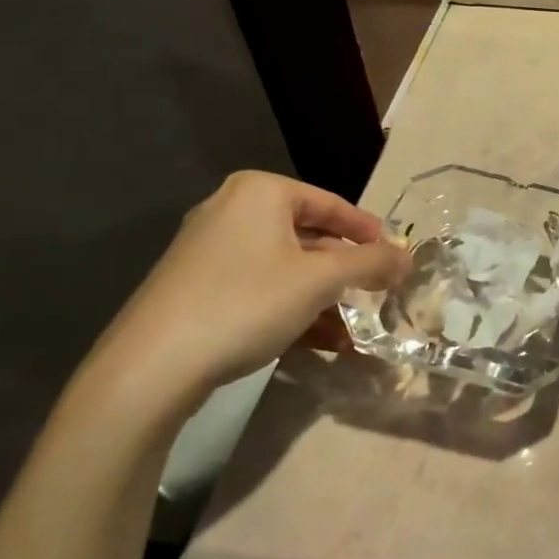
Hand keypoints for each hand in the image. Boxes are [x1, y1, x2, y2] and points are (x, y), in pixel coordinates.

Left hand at [85, 171, 409, 415]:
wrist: (150, 367)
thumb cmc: (246, 303)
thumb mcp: (320, 281)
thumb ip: (370, 263)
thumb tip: (408, 256)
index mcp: (260, 192)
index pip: (332, 204)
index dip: (368, 231)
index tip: (395, 257)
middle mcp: (231, 209)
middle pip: (308, 236)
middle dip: (344, 272)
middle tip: (375, 294)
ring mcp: (208, 249)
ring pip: (284, 268)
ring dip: (322, 298)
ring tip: (352, 330)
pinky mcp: (194, 286)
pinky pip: (258, 288)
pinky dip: (289, 309)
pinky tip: (316, 343)